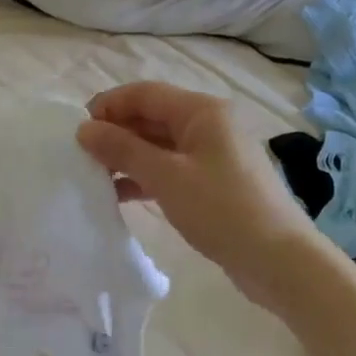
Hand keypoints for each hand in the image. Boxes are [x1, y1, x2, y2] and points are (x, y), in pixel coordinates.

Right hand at [78, 81, 313, 305]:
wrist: (279, 261)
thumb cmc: (222, 209)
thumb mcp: (166, 177)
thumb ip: (122, 149)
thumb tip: (84, 129)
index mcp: (202, 111)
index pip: (144, 94)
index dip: (108, 106)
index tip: (76, 130)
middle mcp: (208, 124)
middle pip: (151, 116)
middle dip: (115, 132)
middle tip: (80, 156)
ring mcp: (212, 154)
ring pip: (158, 144)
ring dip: (127, 156)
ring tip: (94, 176)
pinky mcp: (212, 182)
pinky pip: (169, 168)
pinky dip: (144, 176)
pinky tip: (119, 194)